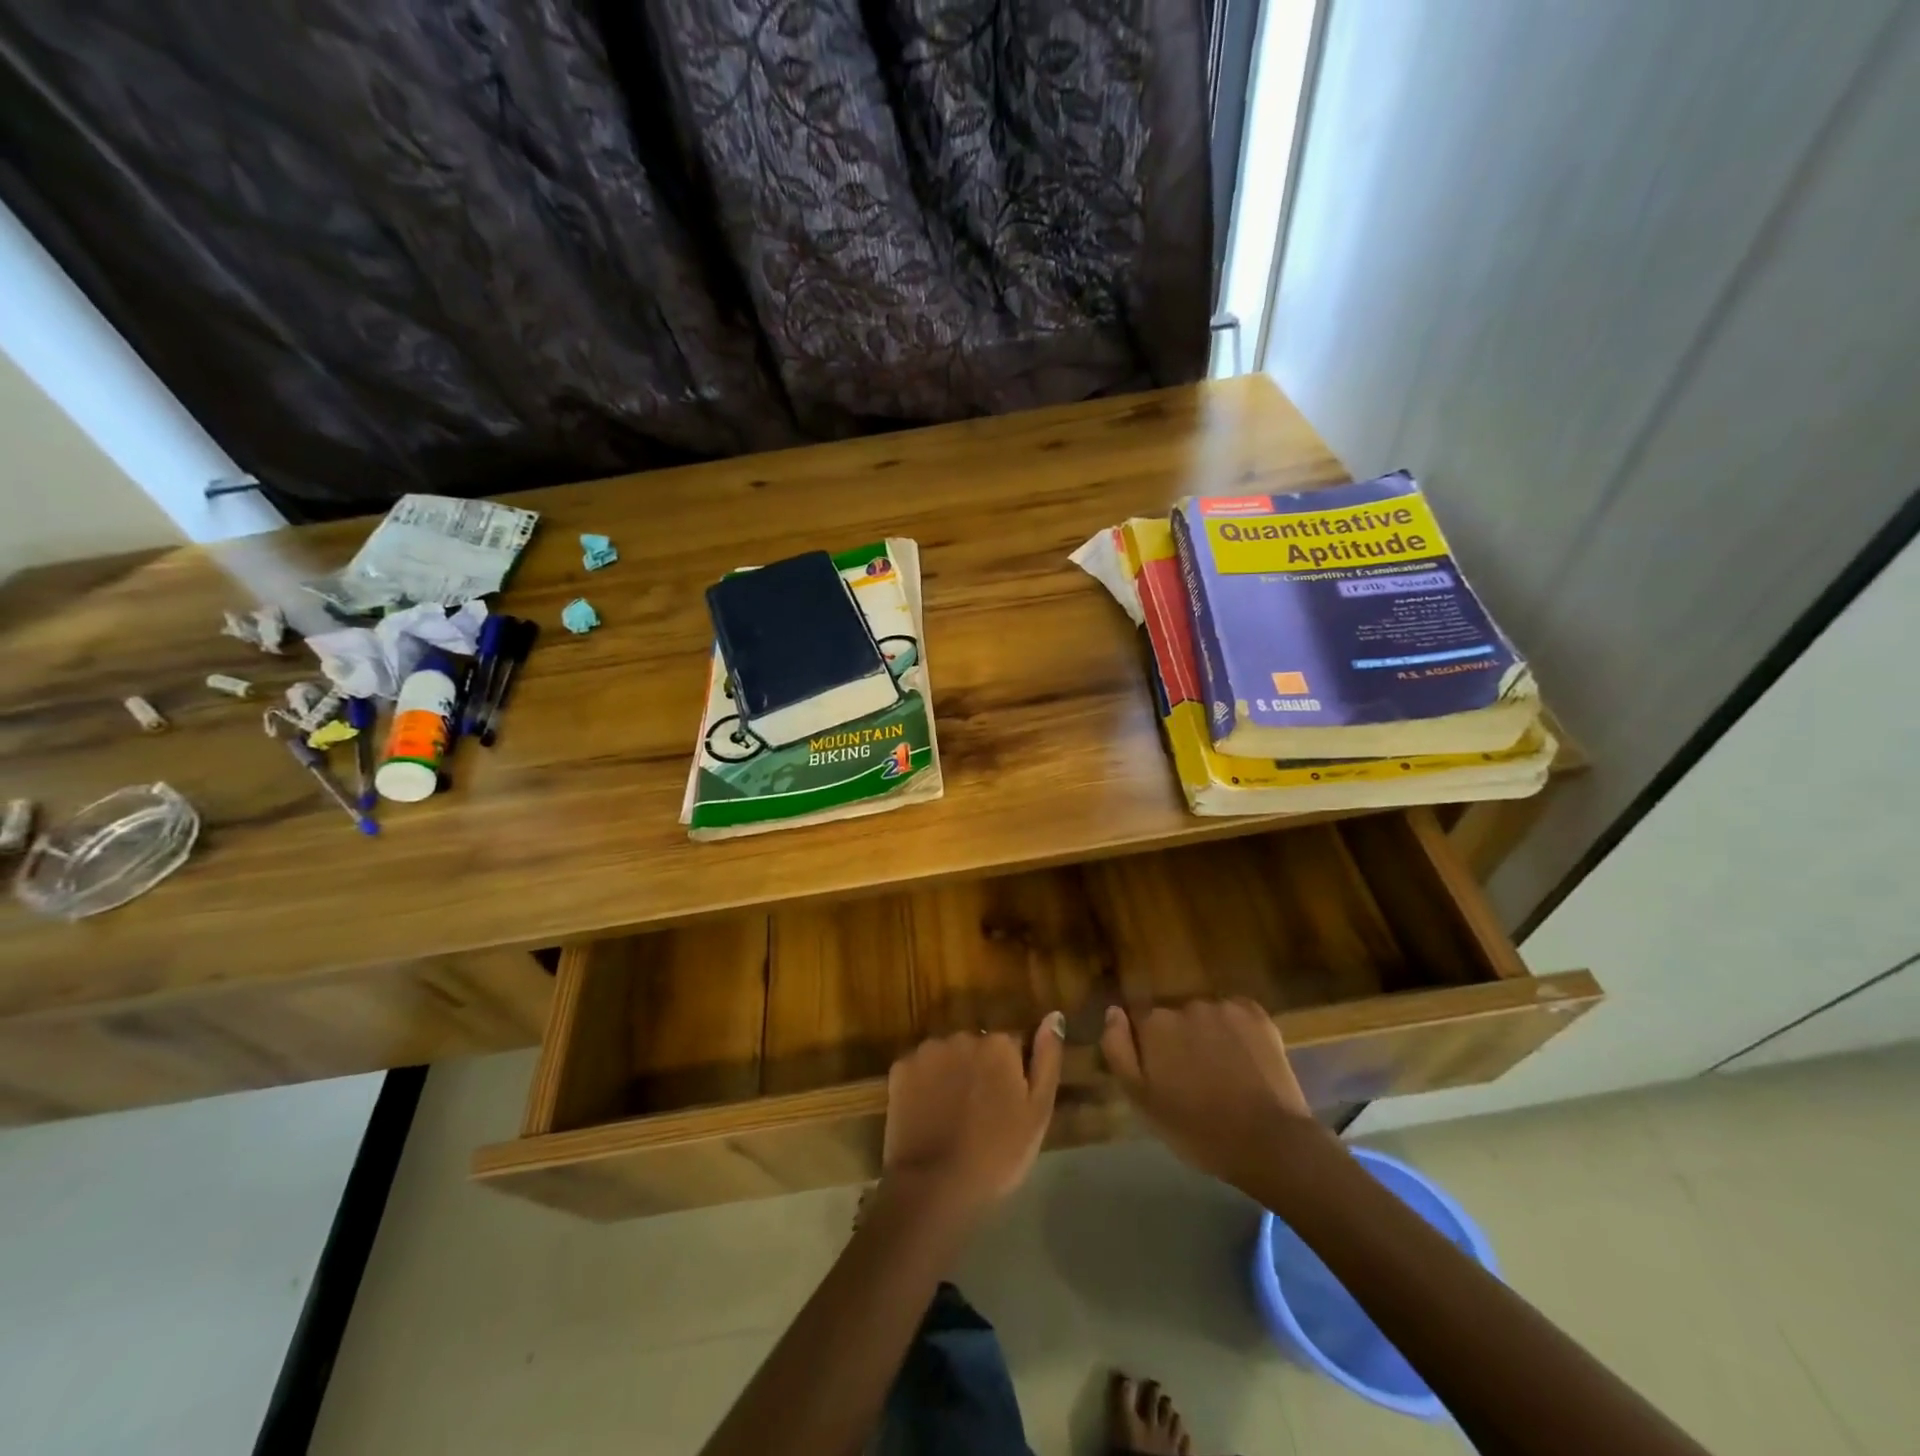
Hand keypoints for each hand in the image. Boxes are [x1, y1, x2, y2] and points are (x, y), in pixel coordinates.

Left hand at [881, 1014, 1064, 1218]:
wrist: (934, 1186)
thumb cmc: (997, 1154)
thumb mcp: (1037, 1113)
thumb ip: (1047, 1059)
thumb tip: (1054, 1016)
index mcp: (1000, 1044)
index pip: (1012, 1046)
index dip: (1011, 1075)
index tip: (1006, 1104)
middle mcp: (963, 1035)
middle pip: (977, 1047)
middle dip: (979, 1070)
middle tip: (979, 1113)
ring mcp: (928, 1050)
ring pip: (947, 1056)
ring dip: (952, 1074)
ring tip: (951, 1116)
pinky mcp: (901, 1067)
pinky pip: (920, 1069)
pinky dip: (924, 1084)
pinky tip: (927, 1114)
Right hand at [1100, 998, 1317, 1189]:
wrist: (1268, 1143)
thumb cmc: (1197, 1130)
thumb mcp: (1141, 1101)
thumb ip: (1118, 1051)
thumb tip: (1113, 1011)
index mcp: (1154, 1024)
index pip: (1139, 1020)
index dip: (1148, 1045)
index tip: (1161, 1072)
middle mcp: (1185, 1004)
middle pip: (1173, 1016)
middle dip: (1179, 1039)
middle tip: (1193, 1078)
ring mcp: (1223, 1007)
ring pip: (1205, 1016)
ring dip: (1207, 1035)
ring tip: (1223, 1072)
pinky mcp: (1256, 1014)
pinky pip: (1236, 1015)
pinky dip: (1237, 1031)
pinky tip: (1245, 1059)